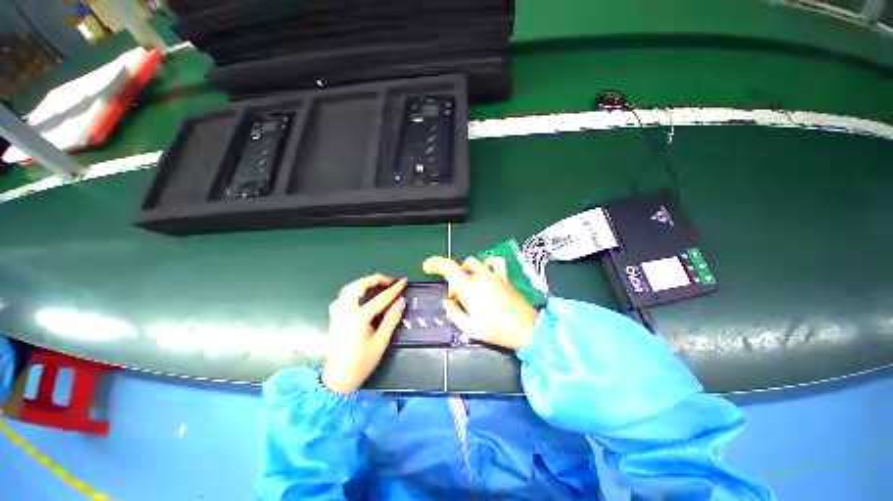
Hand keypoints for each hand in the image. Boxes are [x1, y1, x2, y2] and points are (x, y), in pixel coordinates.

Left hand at [322, 274, 406, 393]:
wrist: (337, 379)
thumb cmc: (362, 362)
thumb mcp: (381, 342)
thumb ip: (391, 319)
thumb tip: (402, 300)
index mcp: (359, 318)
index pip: (380, 298)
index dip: (394, 289)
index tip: (404, 281)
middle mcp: (346, 311)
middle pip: (359, 287)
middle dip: (375, 279)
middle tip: (389, 281)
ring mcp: (337, 313)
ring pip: (349, 288)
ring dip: (364, 282)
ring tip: (377, 284)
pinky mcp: (334, 316)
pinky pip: (343, 296)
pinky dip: (354, 290)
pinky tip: (361, 295)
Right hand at [423, 256, 538, 349]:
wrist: (526, 329)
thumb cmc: (496, 330)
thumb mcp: (469, 328)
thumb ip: (454, 313)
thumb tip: (446, 302)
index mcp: (469, 288)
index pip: (449, 268)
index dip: (436, 264)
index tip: (427, 267)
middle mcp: (480, 277)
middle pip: (461, 266)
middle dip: (454, 277)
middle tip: (457, 295)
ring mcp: (494, 275)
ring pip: (475, 263)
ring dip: (467, 270)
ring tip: (470, 285)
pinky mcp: (504, 277)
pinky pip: (495, 262)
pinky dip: (488, 264)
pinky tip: (487, 273)